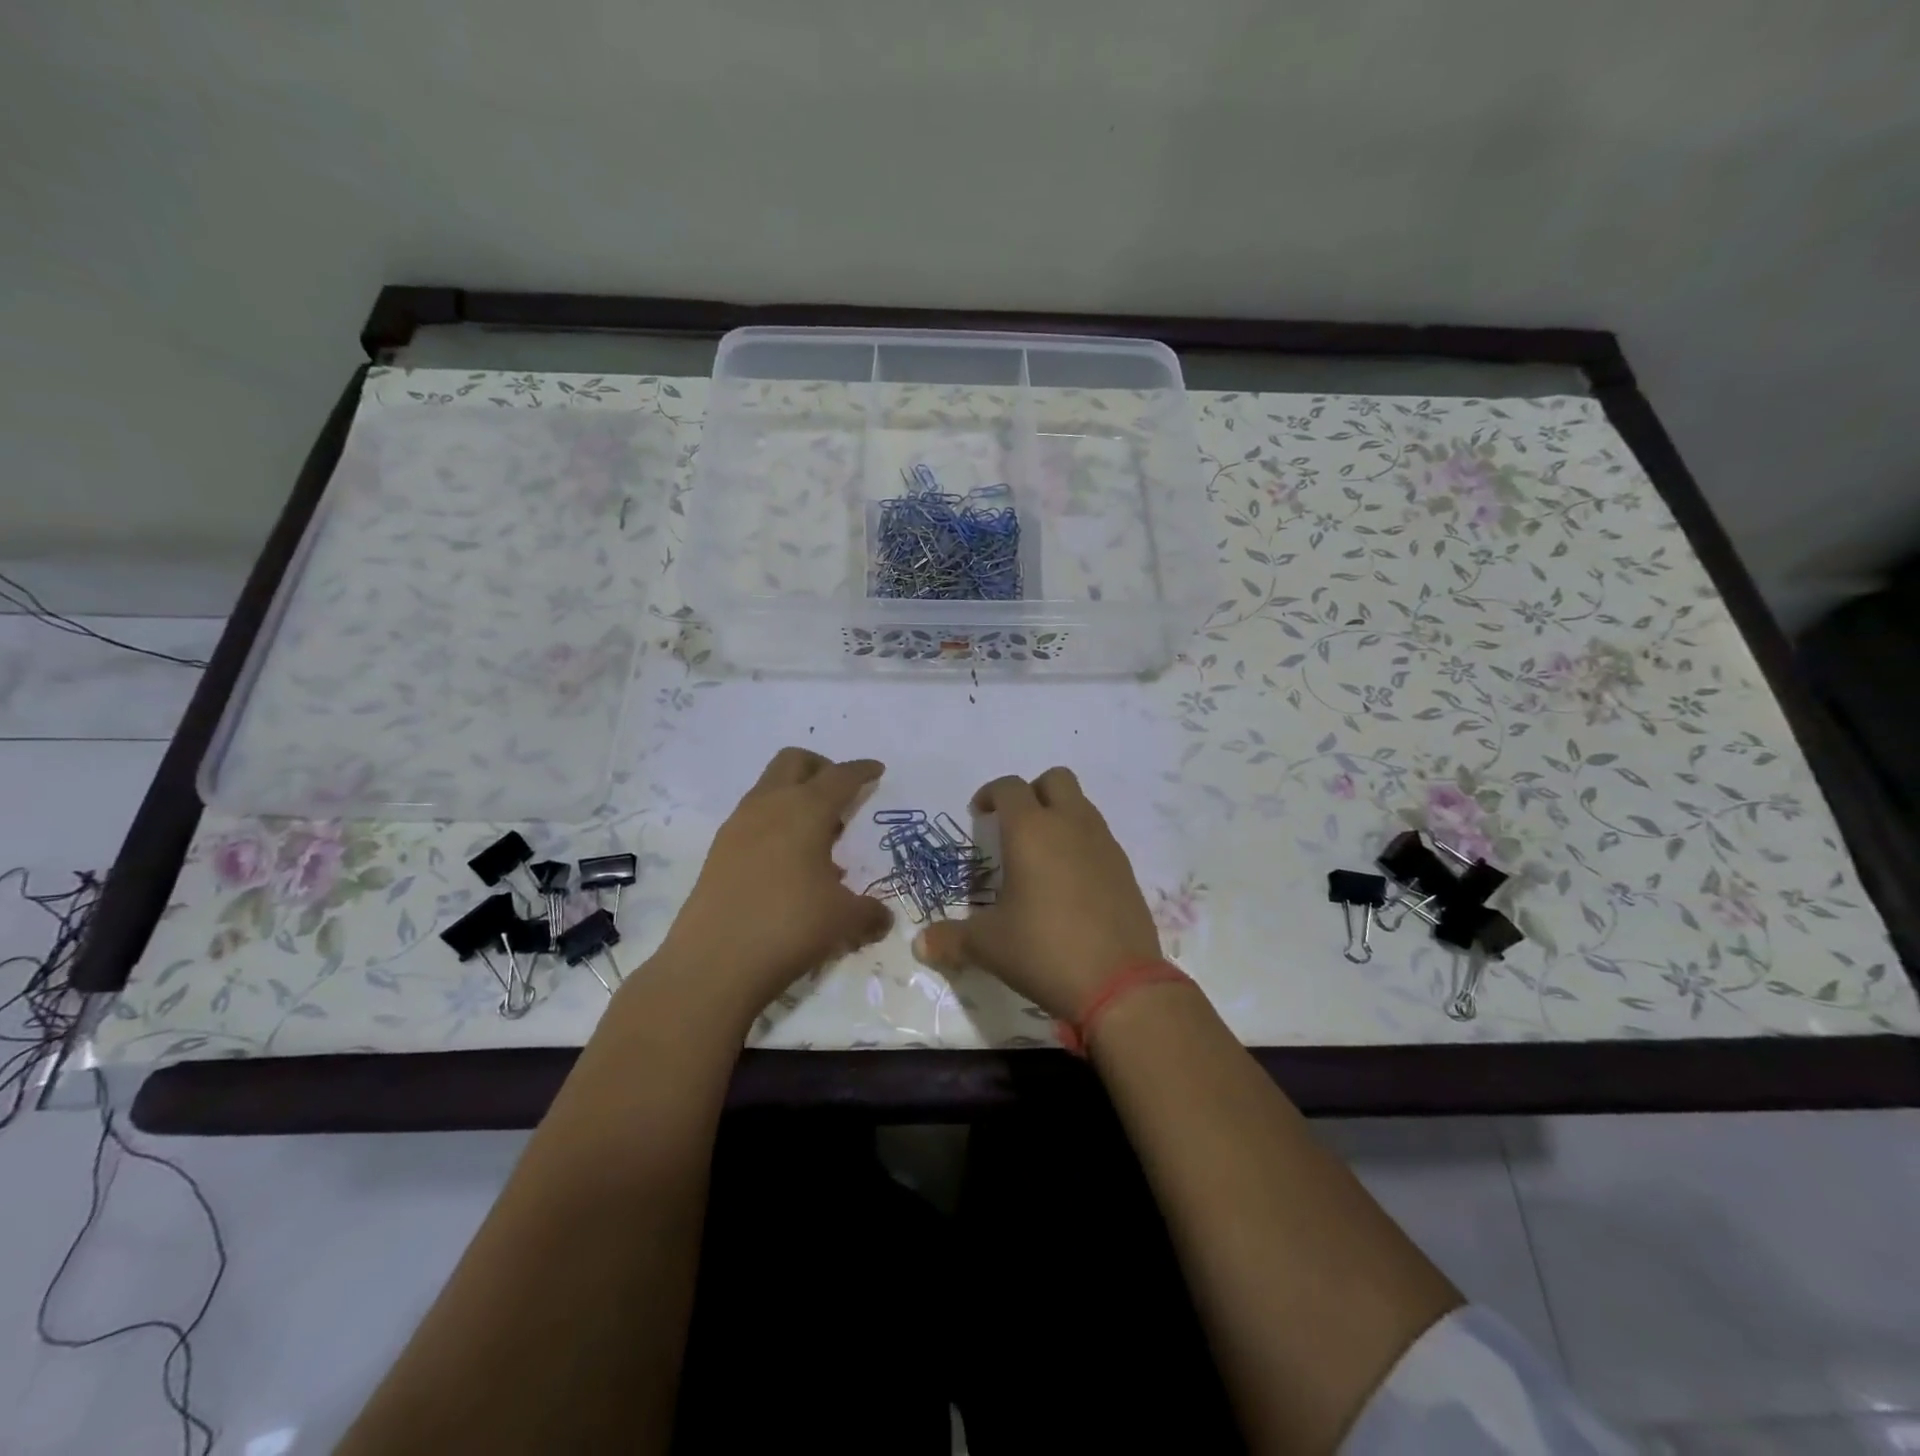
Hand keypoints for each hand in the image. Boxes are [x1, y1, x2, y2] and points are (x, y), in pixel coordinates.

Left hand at [653, 749, 892, 1020]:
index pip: (840, 776)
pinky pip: (754, 819)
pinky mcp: (718, 851)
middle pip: (794, 761)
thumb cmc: (789, 926)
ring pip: (769, 788)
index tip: (876, 770)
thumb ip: (870, 912)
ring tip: (819, 838)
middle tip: (841, 795)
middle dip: (821, 767)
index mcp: (805, 810)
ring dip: (795, 797)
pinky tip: (789, 864)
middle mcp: (769, 806)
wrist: (713, 963)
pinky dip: (776, 824)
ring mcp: (738, 827)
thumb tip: (883, 917)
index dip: (861, 771)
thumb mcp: (843, 920)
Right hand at [912, 767, 1161, 1019]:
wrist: (1119, 983)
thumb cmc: (1043, 950)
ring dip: (1059, 815)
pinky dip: (1081, 844)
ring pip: (1081, 805)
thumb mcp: (988, 946)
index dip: (990, 794)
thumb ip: (951, 939)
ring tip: (1041, 856)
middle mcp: (1071, 825)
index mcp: (1031, 831)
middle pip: (1055, 779)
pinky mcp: (1125, 868)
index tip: (978, 815)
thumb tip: (920, 944)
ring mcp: (1104, 844)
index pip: (1009, 787)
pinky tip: (1069, 882)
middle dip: (1032, 792)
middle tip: (1014, 825)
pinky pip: (1099, 837)